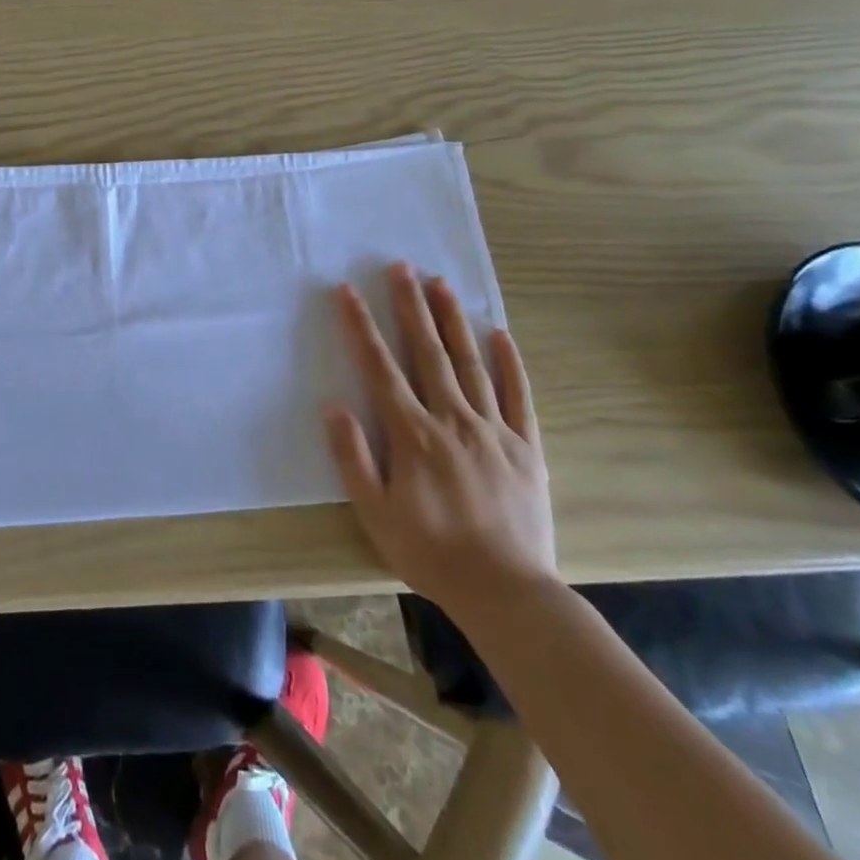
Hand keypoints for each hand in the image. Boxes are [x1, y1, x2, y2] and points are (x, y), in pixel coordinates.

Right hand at [323, 265, 556, 623]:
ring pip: (470, 363)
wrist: (508, 593)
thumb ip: (352, 457)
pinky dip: (509, 363)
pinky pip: (518, 396)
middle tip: (401, 266)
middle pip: (428, 352)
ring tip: (441, 283)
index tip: (348, 291)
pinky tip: (500, 334)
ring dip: (453, 320)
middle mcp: (453, 419)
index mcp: (413, 434)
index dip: (362, 326)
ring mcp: (494, 430)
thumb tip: (334, 406)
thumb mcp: (375, 514)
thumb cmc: (432, 553)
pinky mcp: (526, 447)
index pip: (380, 367)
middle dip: (411, 305)